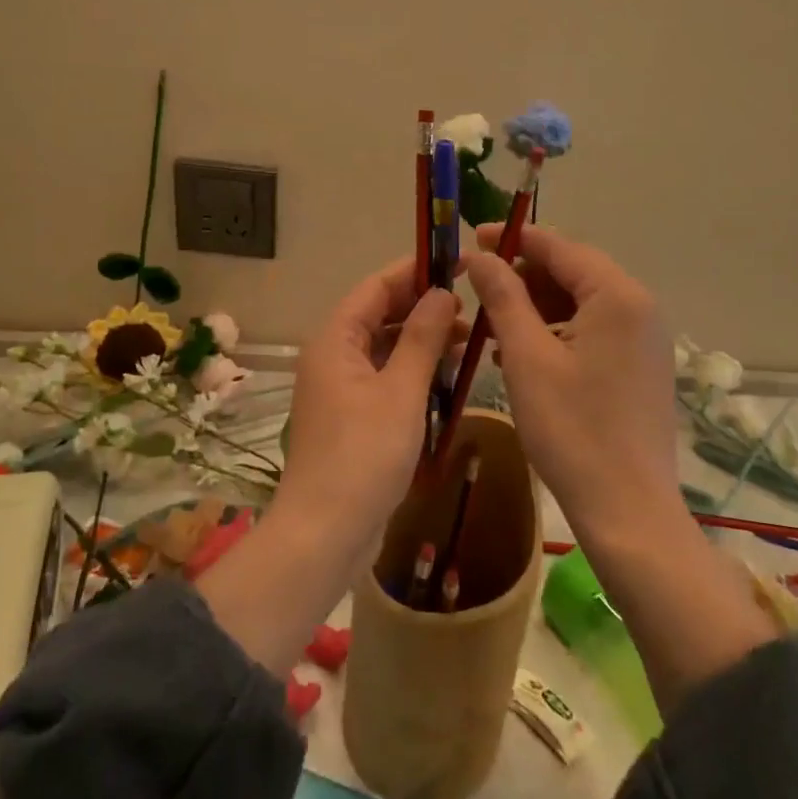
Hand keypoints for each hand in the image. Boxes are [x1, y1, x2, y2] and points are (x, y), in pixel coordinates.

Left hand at [281, 259, 460, 550]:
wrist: (326, 534)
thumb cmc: (364, 455)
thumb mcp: (401, 391)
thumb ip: (422, 338)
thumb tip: (442, 293)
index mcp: (335, 340)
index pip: (376, 288)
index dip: (414, 272)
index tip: (456, 264)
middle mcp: (333, 357)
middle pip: (380, 316)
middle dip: (424, 309)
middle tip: (471, 308)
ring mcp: (341, 389)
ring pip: (385, 349)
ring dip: (423, 342)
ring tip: (469, 341)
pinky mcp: (352, 417)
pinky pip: (386, 379)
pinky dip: (414, 373)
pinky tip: (448, 378)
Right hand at [468, 225, 682, 536]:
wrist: (628, 511)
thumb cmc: (572, 430)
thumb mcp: (527, 357)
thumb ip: (503, 297)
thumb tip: (480, 256)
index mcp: (617, 296)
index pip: (559, 247)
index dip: (512, 239)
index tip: (471, 237)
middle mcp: (639, 308)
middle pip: (573, 272)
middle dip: (523, 276)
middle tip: (477, 287)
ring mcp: (644, 339)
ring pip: (580, 303)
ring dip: (536, 306)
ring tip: (492, 325)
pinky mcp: (640, 366)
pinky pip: (592, 331)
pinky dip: (556, 332)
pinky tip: (521, 352)